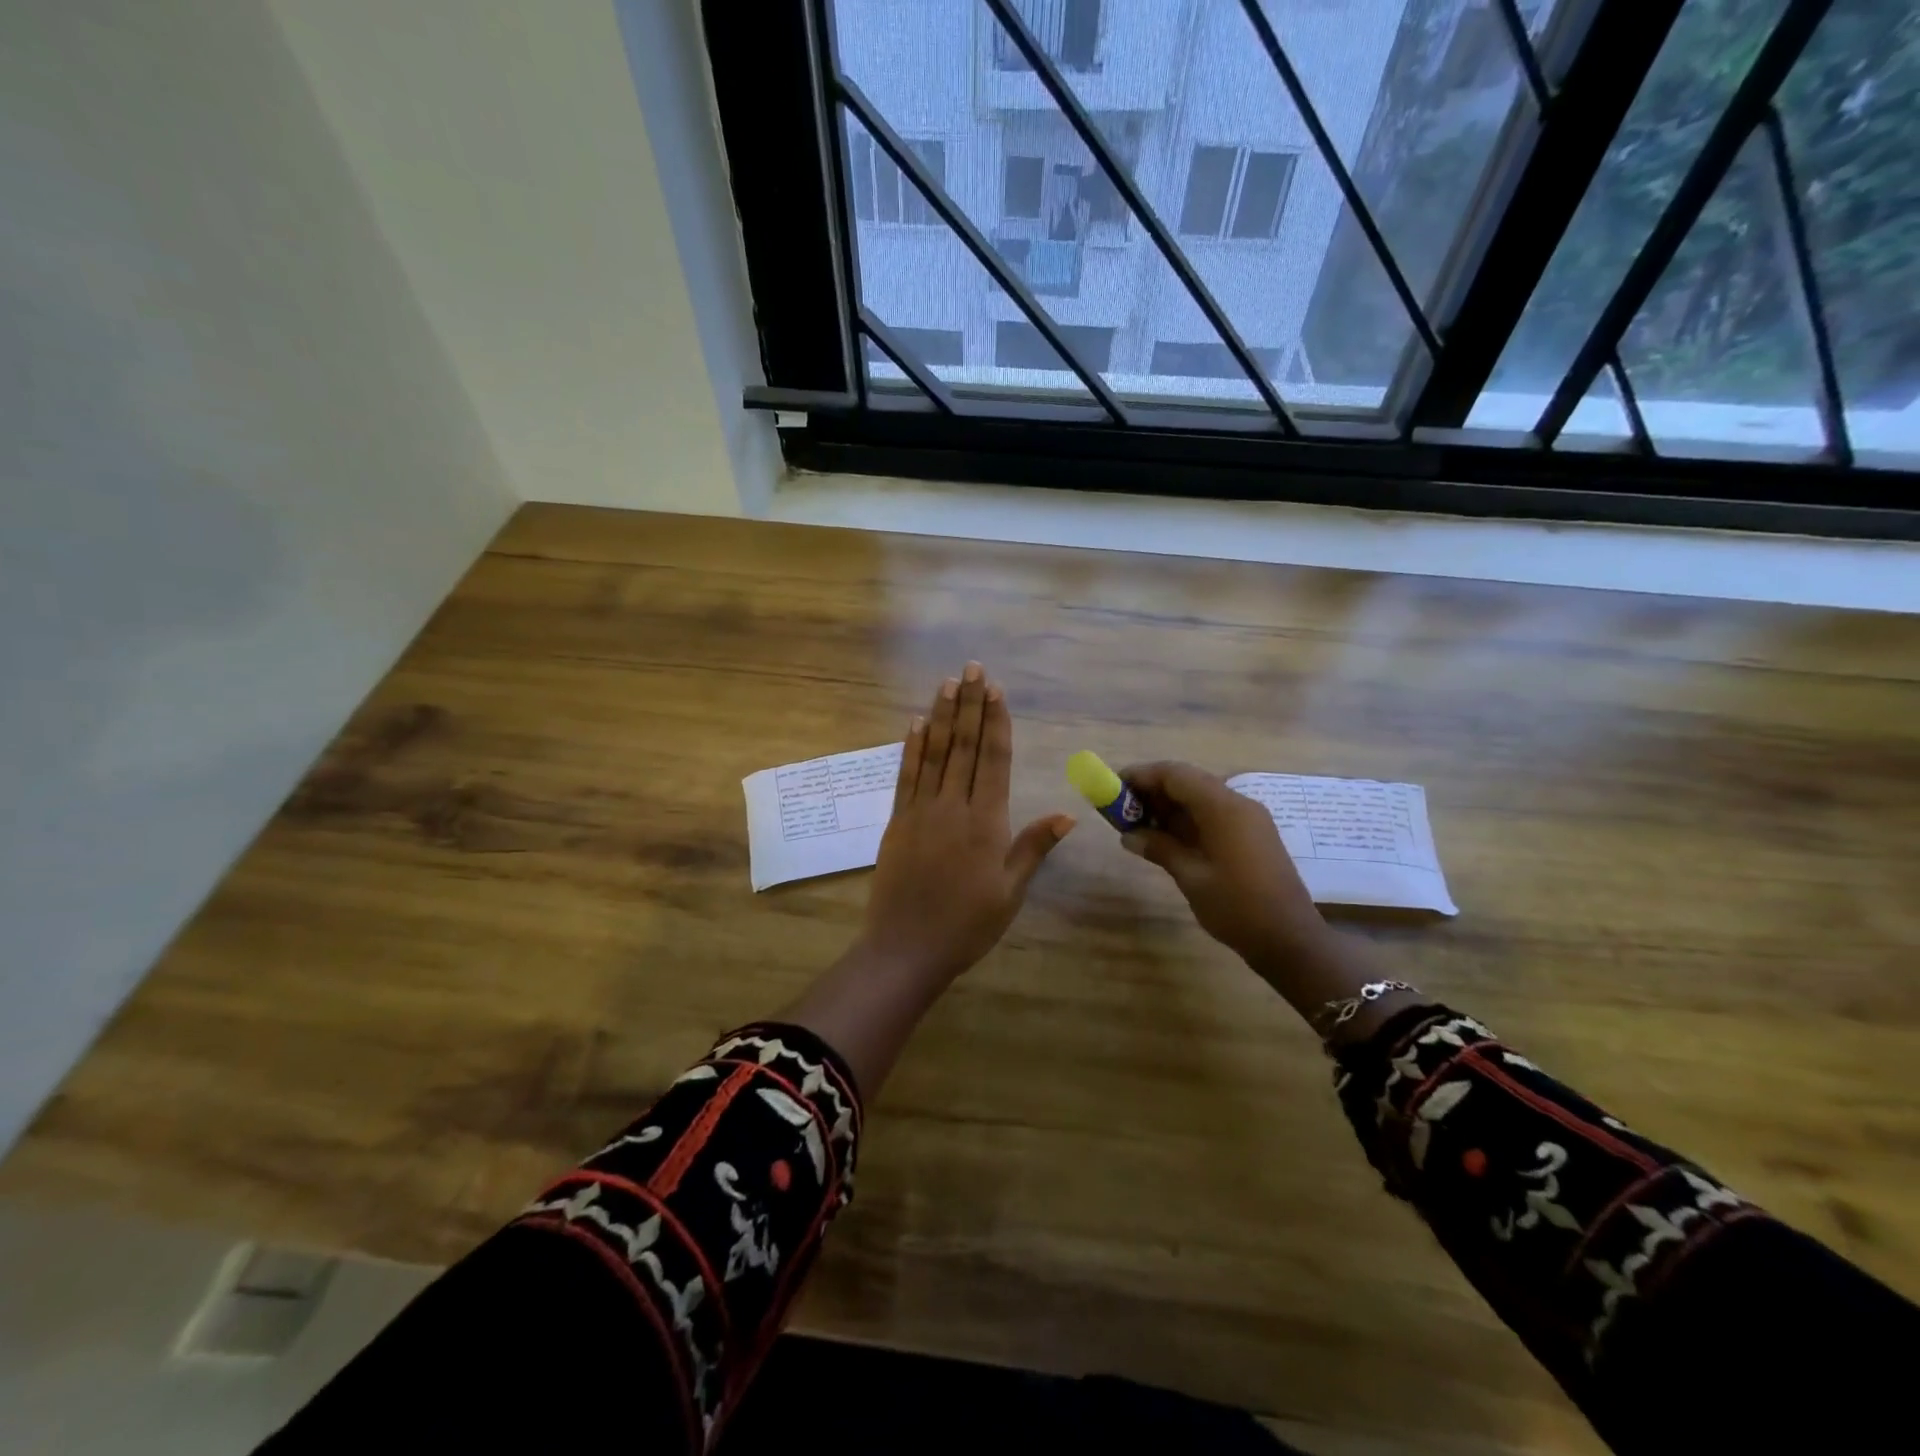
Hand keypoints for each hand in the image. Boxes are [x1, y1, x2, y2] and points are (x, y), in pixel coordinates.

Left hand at [857, 663, 1075, 984]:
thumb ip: (1034, 847)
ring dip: (942, 715)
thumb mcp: (1010, 891)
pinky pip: (906, 776)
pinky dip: (912, 747)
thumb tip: (1069, 814)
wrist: (906, 948)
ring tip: (948, 682)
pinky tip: (916, 723)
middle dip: (970, 704)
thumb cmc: (967, 924)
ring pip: (934, 753)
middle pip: (963, 746)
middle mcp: (952, 806)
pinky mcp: (897, 821)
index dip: (995, 722)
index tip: (996, 690)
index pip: (992, 760)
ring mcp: (921, 811)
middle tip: (974, 668)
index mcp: (985, 822)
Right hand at [1118, 761, 1325, 974]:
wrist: (1290, 939)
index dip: (1142, 775)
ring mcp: (1248, 819)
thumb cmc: (1237, 907)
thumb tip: (1129, 835)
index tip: (1114, 786)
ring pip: (1200, 797)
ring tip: (1137, 824)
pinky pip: (1213, 814)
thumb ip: (1160, 848)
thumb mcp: (1191, 877)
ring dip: (1169, 806)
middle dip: (1153, 790)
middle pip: (1188, 781)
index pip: (1176, 774)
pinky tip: (1166, 838)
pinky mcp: (1251, 835)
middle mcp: (1238, 804)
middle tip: (1122, 809)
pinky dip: (1187, 819)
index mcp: (1224, 808)